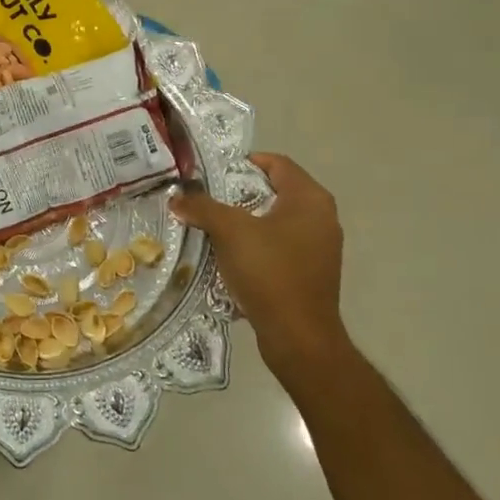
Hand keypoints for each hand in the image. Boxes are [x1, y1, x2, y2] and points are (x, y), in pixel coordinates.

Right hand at [171, 153, 347, 384]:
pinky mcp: (313, 272)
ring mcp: (320, 246)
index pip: (277, 163)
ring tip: (213, 227)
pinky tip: (231, 256)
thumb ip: (202, 207)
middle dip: (239, 193)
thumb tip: (177, 197)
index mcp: (310, 199)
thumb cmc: (269, 273)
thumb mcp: (229, 232)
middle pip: (276, 191)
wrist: (298, 336)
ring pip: (277, 221)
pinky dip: (257, 245)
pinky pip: (281, 246)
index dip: (244, 163)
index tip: (213, 172)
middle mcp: (322, 217)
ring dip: (246, 221)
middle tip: (207, 198)